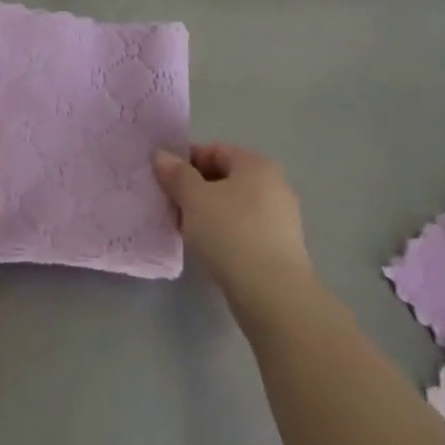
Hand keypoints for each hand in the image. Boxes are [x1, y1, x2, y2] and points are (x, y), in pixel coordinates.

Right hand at [153, 144, 314, 319]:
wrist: (273, 294)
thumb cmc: (231, 233)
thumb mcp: (195, 199)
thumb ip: (177, 174)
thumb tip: (162, 155)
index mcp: (256, 164)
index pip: (215, 150)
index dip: (186, 161)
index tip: (164, 181)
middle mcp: (275, 184)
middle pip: (226, 177)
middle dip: (196, 189)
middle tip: (172, 207)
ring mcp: (282, 217)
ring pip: (235, 205)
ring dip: (210, 213)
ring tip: (187, 231)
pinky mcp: (282, 247)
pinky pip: (246, 228)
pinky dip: (226, 233)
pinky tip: (211, 250)